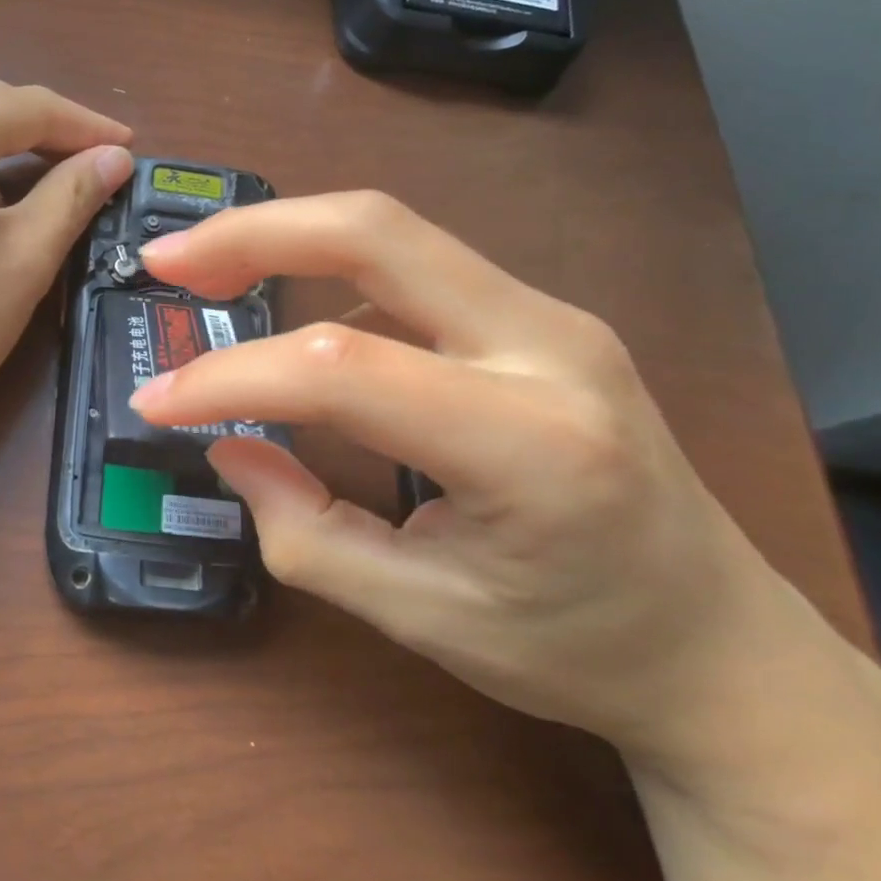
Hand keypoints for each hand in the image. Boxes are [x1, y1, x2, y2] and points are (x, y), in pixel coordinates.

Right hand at [131, 192, 792, 769]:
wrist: (724, 645)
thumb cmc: (574, 648)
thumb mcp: (420, 616)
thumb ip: (305, 532)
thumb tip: (228, 448)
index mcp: (529, 443)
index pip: (340, 369)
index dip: (228, 378)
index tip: (156, 402)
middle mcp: (550, 347)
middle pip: (376, 232)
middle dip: (254, 233)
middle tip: (168, 262)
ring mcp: (552, 317)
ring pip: (393, 234)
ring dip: (287, 240)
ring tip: (210, 277)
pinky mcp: (538, 315)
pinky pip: (414, 269)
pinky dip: (333, 276)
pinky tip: (300, 323)